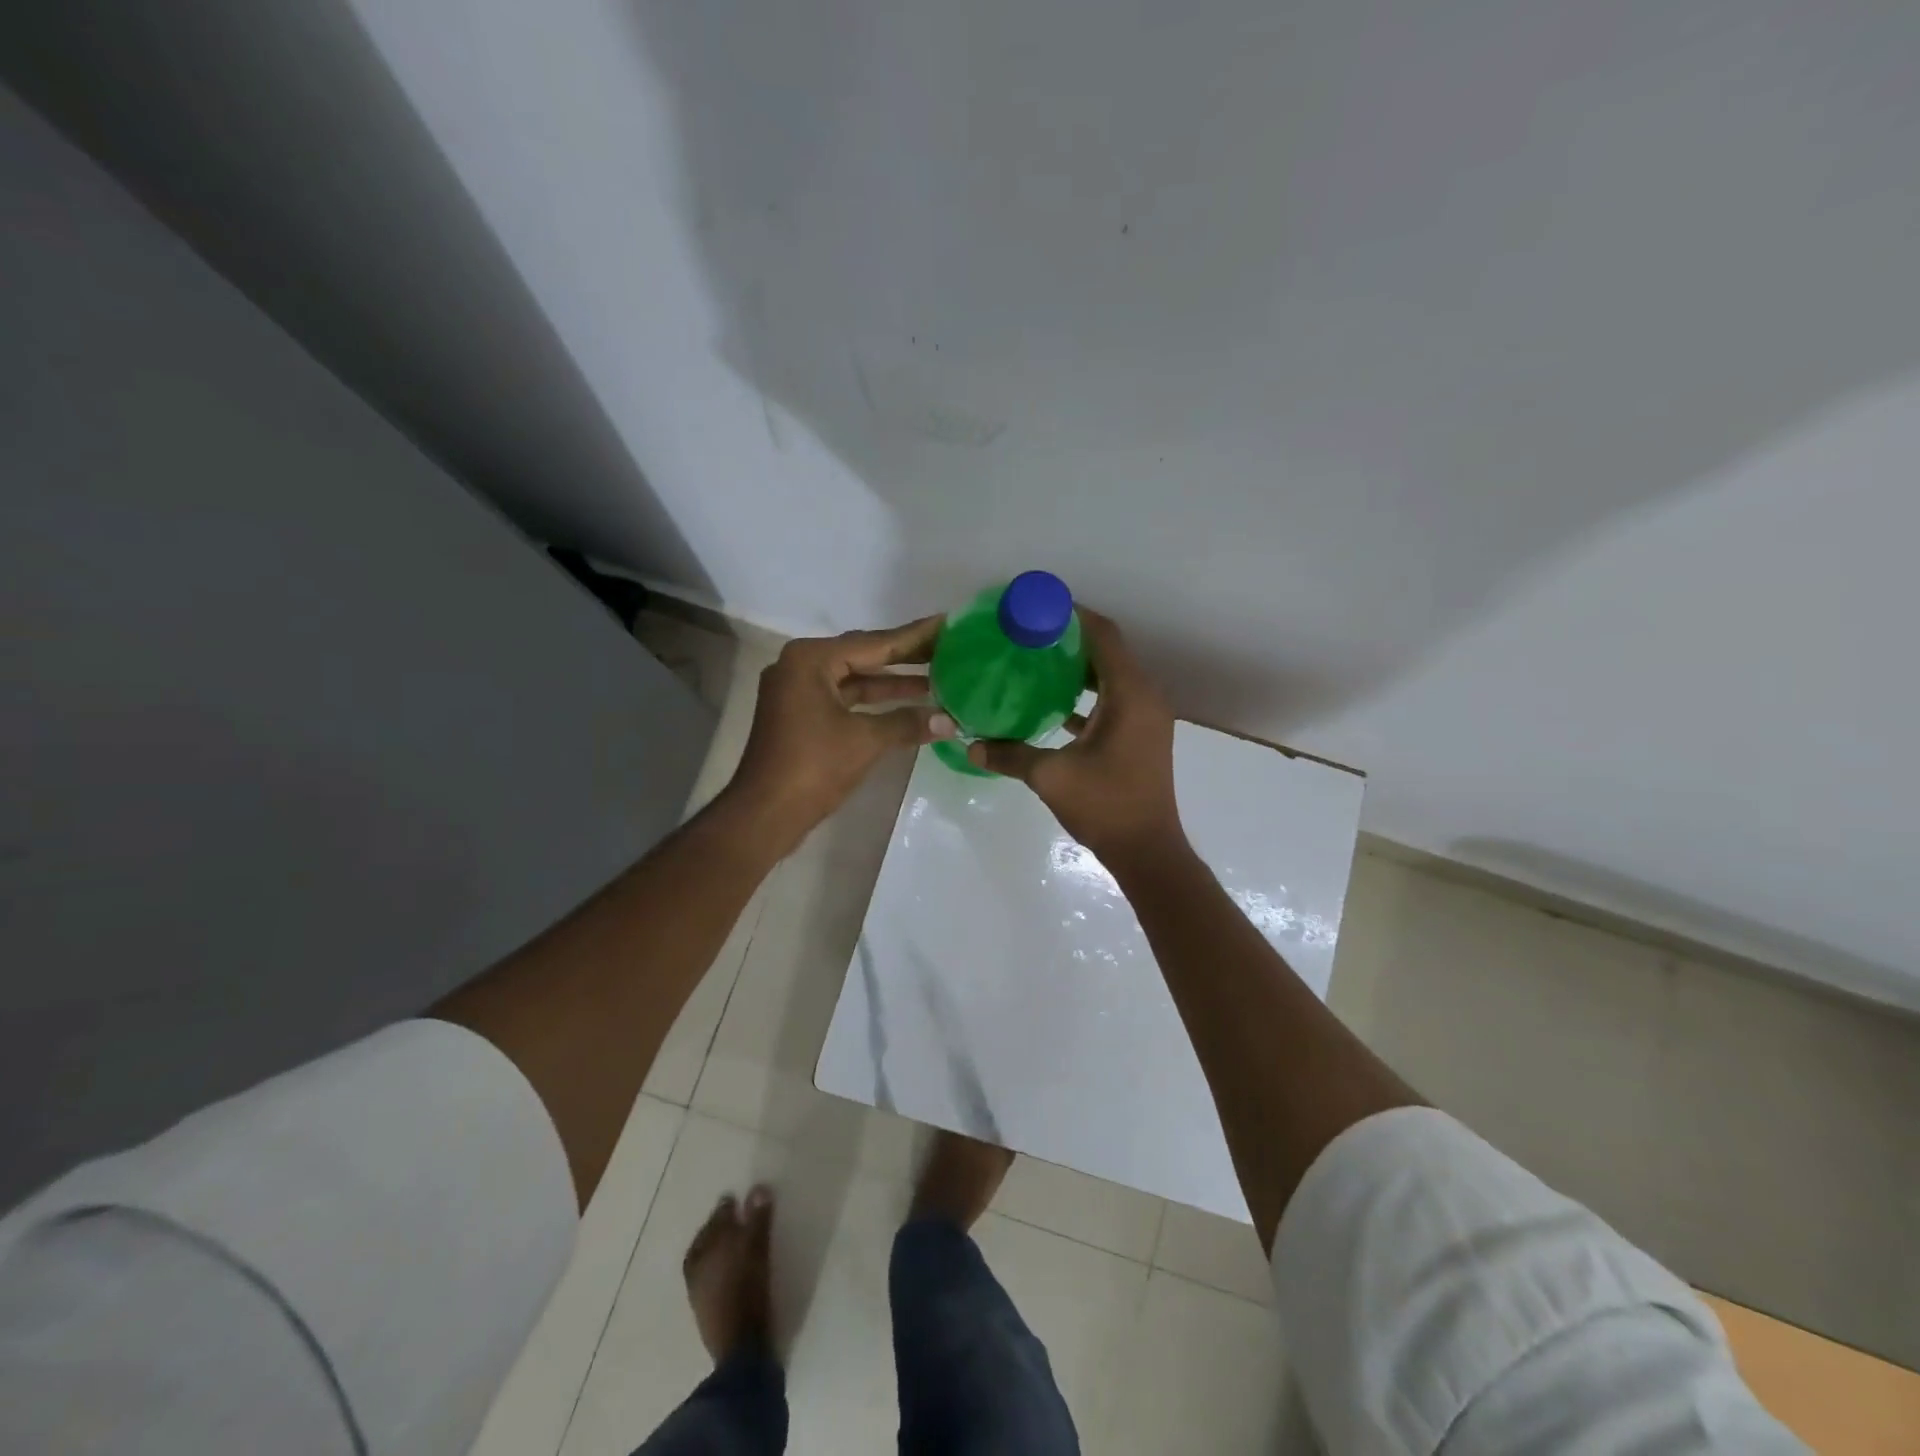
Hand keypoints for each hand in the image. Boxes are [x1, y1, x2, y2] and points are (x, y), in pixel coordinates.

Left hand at [728, 616, 955, 848]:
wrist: (765, 813)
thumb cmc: (812, 767)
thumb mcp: (865, 740)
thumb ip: (907, 723)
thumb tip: (949, 721)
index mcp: (811, 659)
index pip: (874, 642)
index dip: (914, 638)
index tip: (946, 624)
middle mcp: (801, 666)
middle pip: (863, 655)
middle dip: (905, 658)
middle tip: (948, 650)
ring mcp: (798, 691)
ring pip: (854, 679)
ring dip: (892, 683)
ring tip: (937, 680)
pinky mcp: (801, 715)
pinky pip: (845, 698)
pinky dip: (874, 702)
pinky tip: (907, 706)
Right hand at [967, 610, 1185, 865]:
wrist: (1148, 851)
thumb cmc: (1105, 806)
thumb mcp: (1051, 777)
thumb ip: (1010, 755)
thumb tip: (971, 746)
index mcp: (1130, 696)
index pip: (1104, 636)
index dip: (1073, 617)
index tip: (1037, 610)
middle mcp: (1144, 698)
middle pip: (1108, 652)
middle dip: (1070, 640)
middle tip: (1028, 636)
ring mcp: (1145, 718)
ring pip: (1110, 677)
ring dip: (1077, 668)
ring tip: (1034, 662)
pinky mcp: (1140, 735)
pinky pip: (1113, 700)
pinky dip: (1085, 694)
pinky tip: (1051, 703)